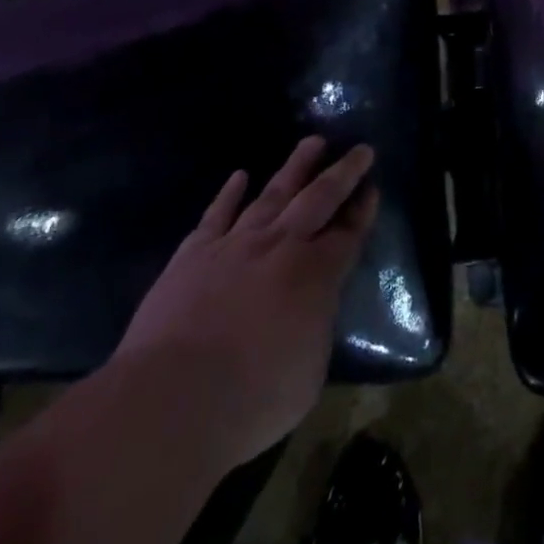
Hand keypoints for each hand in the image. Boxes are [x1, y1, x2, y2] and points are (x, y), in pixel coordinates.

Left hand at [113, 136, 377, 463]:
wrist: (169, 402)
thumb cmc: (251, 400)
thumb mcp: (308, 374)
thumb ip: (314, 330)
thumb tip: (310, 313)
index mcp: (317, 275)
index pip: (348, 233)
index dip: (363, 211)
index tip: (373, 188)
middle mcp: (281, 247)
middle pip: (319, 198)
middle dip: (343, 172)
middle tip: (360, 149)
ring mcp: (235, 246)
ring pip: (273, 194)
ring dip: (295, 167)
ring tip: (313, 142)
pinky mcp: (193, 255)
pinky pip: (216, 215)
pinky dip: (229, 194)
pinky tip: (240, 176)